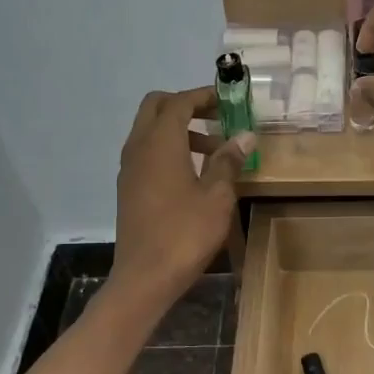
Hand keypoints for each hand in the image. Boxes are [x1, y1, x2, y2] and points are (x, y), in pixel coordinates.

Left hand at [110, 87, 253, 309]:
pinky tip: (193, 174)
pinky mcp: (128, 187)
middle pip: (156, 107)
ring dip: (179, 129)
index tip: (228, 100)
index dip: (203, 96)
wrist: (144, 277)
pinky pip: (147, 152)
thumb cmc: (185, 234)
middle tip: (217, 118)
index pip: (179, 102)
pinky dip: (168, 149)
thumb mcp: (217, 197)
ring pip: (150, 130)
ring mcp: (129, 168)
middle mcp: (139, 147)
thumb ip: (228, 162)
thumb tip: (245, 136)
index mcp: (160, 143)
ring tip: (214, 150)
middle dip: (186, 105)